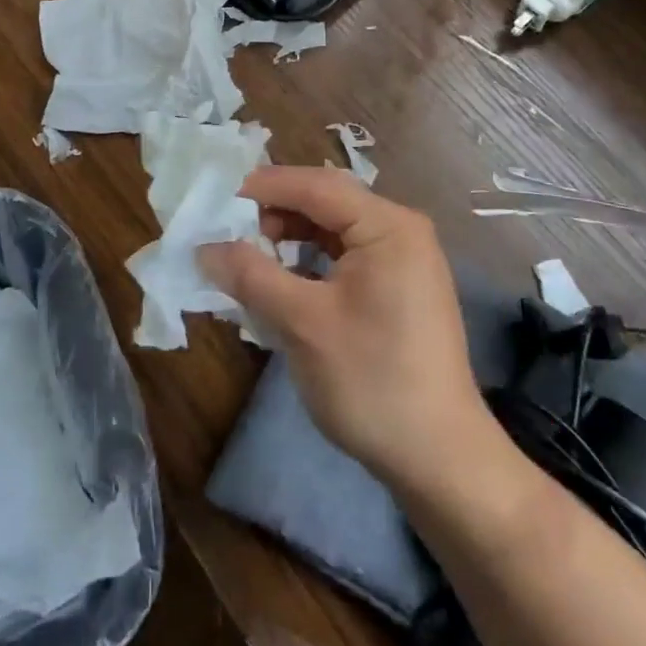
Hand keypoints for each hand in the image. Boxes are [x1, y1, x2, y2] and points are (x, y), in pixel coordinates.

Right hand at [198, 166, 495, 491]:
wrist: (440, 460)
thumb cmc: (371, 380)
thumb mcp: (302, 323)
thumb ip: (251, 275)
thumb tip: (204, 248)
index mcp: (387, 226)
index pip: (315, 185)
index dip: (264, 187)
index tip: (217, 199)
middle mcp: (401, 230)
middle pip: (326, 201)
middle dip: (276, 211)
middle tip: (230, 230)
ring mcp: (404, 259)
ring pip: (334, 228)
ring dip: (290, 235)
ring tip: (250, 256)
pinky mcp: (399, 286)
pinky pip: (346, 255)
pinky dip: (310, 259)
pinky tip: (282, 279)